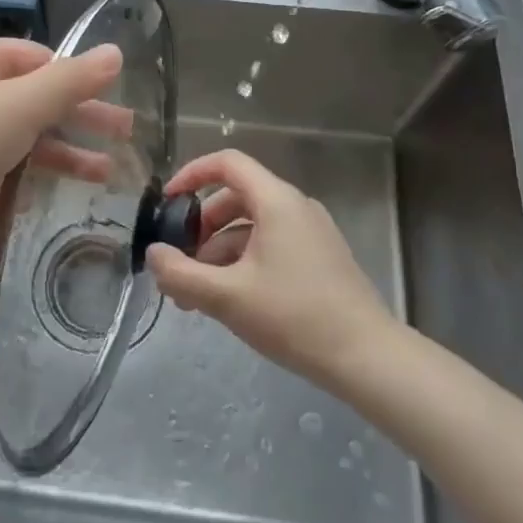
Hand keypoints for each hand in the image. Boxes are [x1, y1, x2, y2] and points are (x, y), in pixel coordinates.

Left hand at [0, 36, 126, 230]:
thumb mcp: (20, 106)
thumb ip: (71, 82)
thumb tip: (115, 52)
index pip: (38, 58)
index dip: (77, 78)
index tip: (113, 101)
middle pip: (32, 100)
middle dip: (78, 119)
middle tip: (125, 137)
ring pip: (15, 139)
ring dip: (58, 155)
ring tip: (103, 177)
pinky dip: (18, 183)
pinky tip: (42, 200)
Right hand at [146, 149, 398, 391]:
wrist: (368, 358)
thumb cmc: (294, 317)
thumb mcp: (227, 297)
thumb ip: (181, 274)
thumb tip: (154, 253)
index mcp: (276, 201)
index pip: (227, 163)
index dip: (192, 175)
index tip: (167, 204)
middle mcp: (295, 207)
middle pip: (235, 198)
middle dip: (201, 228)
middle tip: (180, 264)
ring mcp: (311, 233)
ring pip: (251, 227)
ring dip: (219, 252)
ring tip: (197, 296)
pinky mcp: (319, 259)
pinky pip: (270, 246)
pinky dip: (243, 262)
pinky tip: (230, 301)